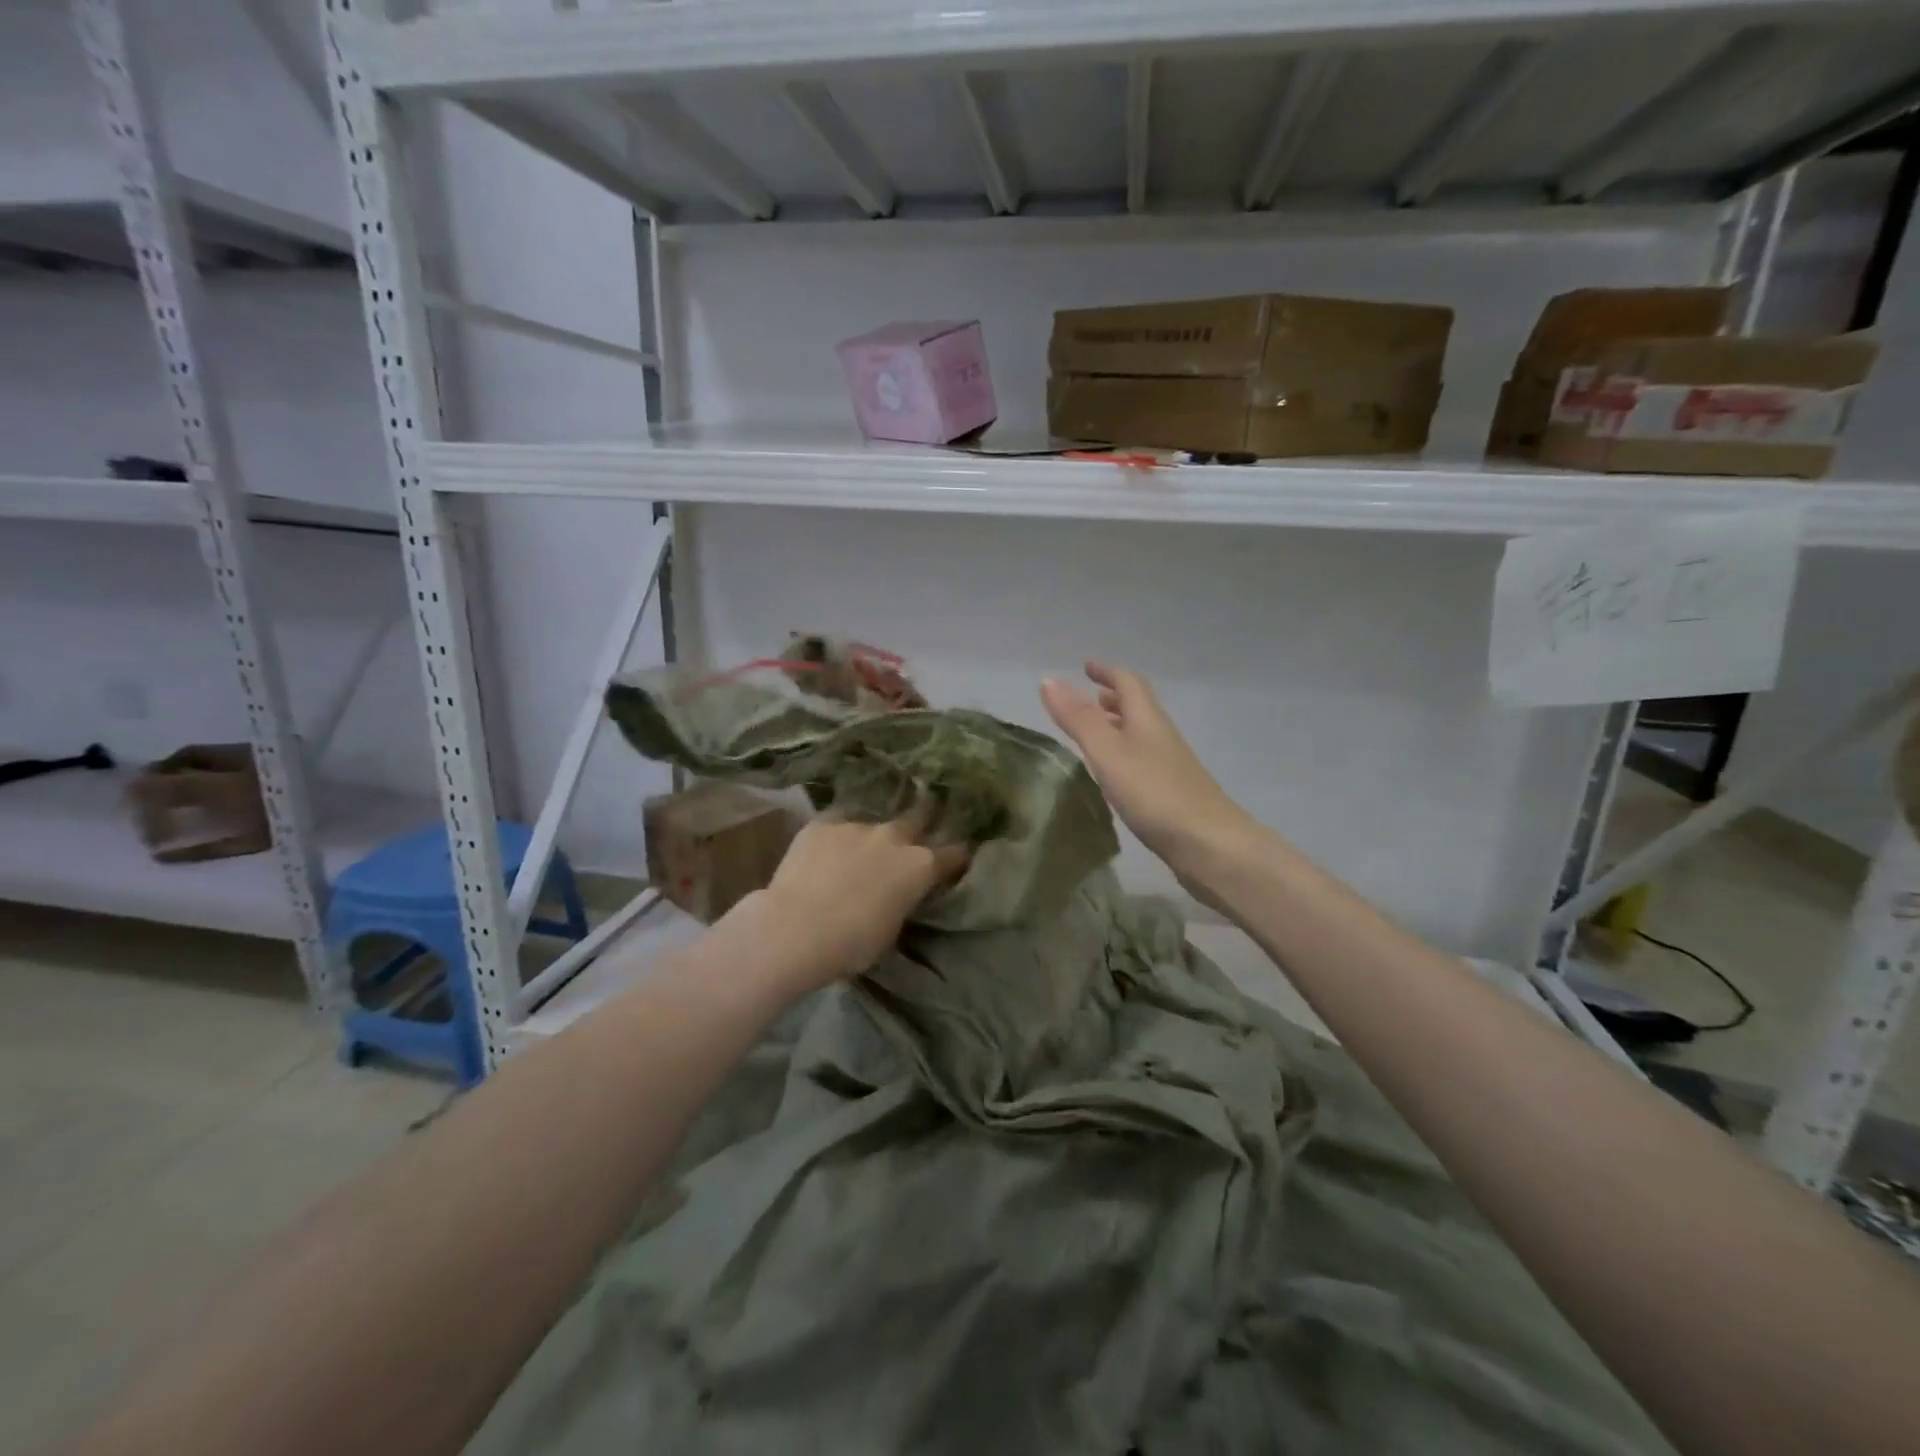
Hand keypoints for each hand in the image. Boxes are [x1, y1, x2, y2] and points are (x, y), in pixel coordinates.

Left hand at [754, 815, 968, 985]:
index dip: (957, 857)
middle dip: (919, 826)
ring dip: (869, 839)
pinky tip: (823, 854)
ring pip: (871, 825)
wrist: (794, 929)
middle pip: (917, 819)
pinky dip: (836, 839)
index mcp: (920, 866)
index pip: (954, 853)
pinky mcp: (822, 823)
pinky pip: (837, 825)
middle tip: (910, 839)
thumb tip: (897, 894)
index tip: (956, 860)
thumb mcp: (892, 930)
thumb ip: (902, 901)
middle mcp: (894, 837)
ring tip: (854, 857)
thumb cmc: (851, 944)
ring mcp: (857, 825)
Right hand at [1041, 662, 1258, 881]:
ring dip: (1118, 724)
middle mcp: (1161, 735)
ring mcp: (1170, 765)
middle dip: (1113, 696)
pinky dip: (1124, 752)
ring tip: (1094, 731)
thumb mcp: (1108, 752)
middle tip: (1089, 696)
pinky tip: (1114, 772)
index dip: (1106, 671)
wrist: (1208, 844)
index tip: (1085, 666)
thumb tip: (1048, 679)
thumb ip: (1079, 718)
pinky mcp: (1171, 792)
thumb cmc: (1154, 793)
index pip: (1128, 682)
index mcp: (1147, 719)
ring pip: (1141, 733)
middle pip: (1138, 706)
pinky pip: (1143, 759)